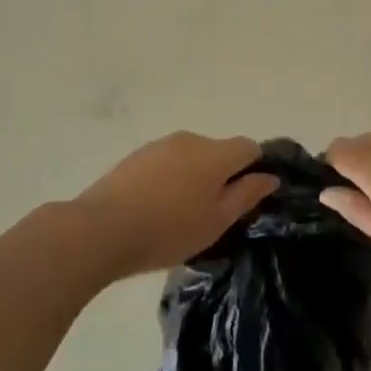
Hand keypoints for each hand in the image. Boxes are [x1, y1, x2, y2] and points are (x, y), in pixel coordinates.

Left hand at [75, 132, 278, 279]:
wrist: (101, 229)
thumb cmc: (168, 230)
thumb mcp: (216, 222)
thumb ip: (246, 195)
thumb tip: (269, 176)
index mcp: (216, 153)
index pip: (249, 147)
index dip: (254, 169)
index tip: (246, 197)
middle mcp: (191, 139)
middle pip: (218, 151)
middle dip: (221, 175)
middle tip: (211, 213)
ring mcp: (160, 145)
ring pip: (190, 156)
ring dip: (193, 176)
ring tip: (179, 214)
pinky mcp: (136, 155)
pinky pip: (166, 162)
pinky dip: (169, 179)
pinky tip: (155, 207)